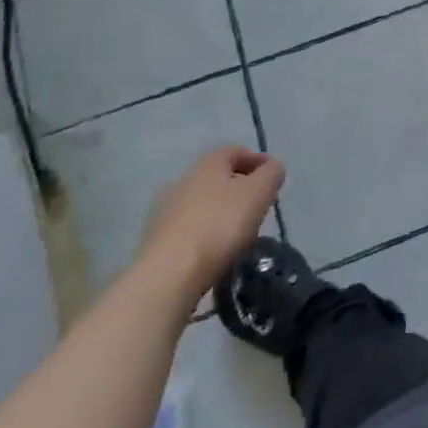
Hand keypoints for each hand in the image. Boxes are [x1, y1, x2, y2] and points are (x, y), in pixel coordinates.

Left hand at [137, 147, 283, 303]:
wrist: (168, 276)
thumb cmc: (220, 225)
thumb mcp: (259, 193)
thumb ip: (271, 174)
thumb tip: (272, 167)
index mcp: (208, 164)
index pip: (235, 151)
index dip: (257, 160)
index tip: (272, 178)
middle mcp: (183, 181)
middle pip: (216, 178)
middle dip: (238, 189)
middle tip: (257, 207)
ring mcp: (164, 212)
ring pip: (200, 205)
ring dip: (219, 213)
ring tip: (237, 235)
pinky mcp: (155, 243)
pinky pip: (187, 230)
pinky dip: (203, 235)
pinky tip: (214, 253)